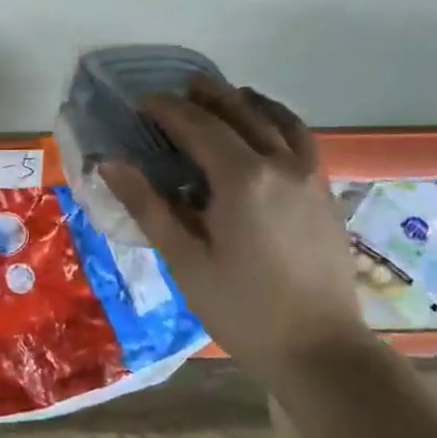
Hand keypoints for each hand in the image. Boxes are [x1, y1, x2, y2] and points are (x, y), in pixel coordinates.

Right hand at [100, 78, 369, 380]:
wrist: (320, 349)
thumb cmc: (242, 308)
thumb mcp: (184, 260)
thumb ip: (148, 206)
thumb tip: (111, 163)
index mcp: (241, 178)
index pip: (198, 127)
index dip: (168, 109)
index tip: (143, 101)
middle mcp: (281, 164)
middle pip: (241, 113)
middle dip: (208, 95)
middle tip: (181, 88)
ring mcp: (310, 177)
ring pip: (278, 120)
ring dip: (248, 102)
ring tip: (226, 97)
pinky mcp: (325, 193)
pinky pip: (301, 140)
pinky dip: (279, 122)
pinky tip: (267, 133)